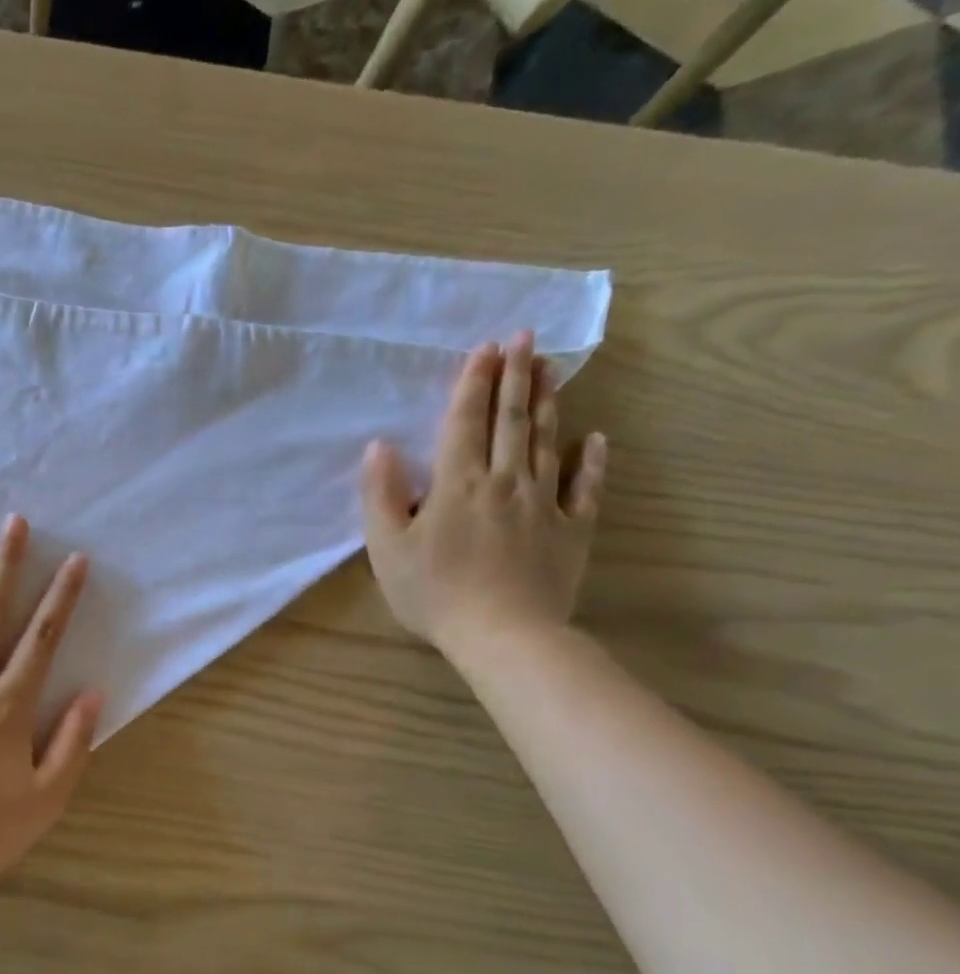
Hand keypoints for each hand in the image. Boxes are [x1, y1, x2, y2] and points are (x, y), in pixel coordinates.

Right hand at [360, 332, 606, 659]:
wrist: (502, 634)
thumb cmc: (433, 592)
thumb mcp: (387, 548)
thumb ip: (381, 495)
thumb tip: (379, 447)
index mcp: (457, 484)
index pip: (466, 422)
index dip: (474, 383)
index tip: (485, 348)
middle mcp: (504, 481)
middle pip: (511, 420)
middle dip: (515, 376)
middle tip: (525, 339)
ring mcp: (543, 502)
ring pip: (546, 442)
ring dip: (548, 402)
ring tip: (551, 368)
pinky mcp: (571, 529)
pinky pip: (585, 487)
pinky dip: (591, 460)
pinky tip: (594, 439)